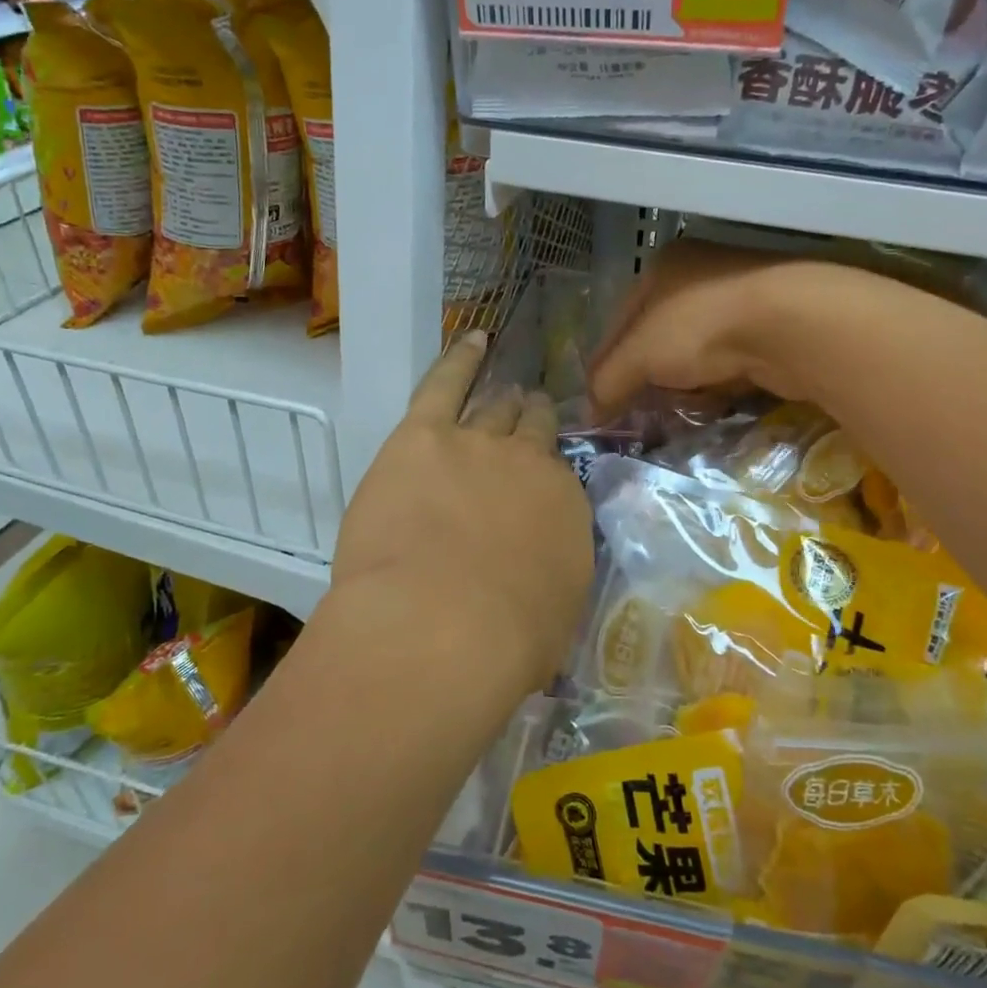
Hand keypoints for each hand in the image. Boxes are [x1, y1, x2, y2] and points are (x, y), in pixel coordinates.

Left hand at [330, 332, 594, 700]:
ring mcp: (476, 443)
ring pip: (494, 408)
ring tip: (504, 390)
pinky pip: (446, 383)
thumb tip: (535, 569)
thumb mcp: (550, 616)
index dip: (546, 473)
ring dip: (501, 400)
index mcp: (563, 507)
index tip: (537, 477)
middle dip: (530, 423)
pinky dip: (461, 359)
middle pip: (530, 431)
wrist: (440, 627)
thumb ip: (546, 575)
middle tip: (528, 416)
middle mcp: (528, 464)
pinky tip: (474, 342)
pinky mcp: (423, 435)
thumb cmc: (503, 645)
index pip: (557, 477)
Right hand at [587, 241, 844, 413]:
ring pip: (694, 354)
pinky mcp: (769, 329)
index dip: (606, 365)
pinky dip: (716, 386)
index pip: (620, 322)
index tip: (600, 404)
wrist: (792, 324)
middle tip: (638, 414)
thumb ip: (608, 381)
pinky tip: (713, 403)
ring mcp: (738, 300)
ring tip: (676, 412)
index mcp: (662, 267)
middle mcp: (699, 275)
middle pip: (658, 339)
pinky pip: (728, 364)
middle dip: (647, 379)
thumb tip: (590, 413)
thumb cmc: (701, 326)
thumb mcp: (638, 355)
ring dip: (683, 385)